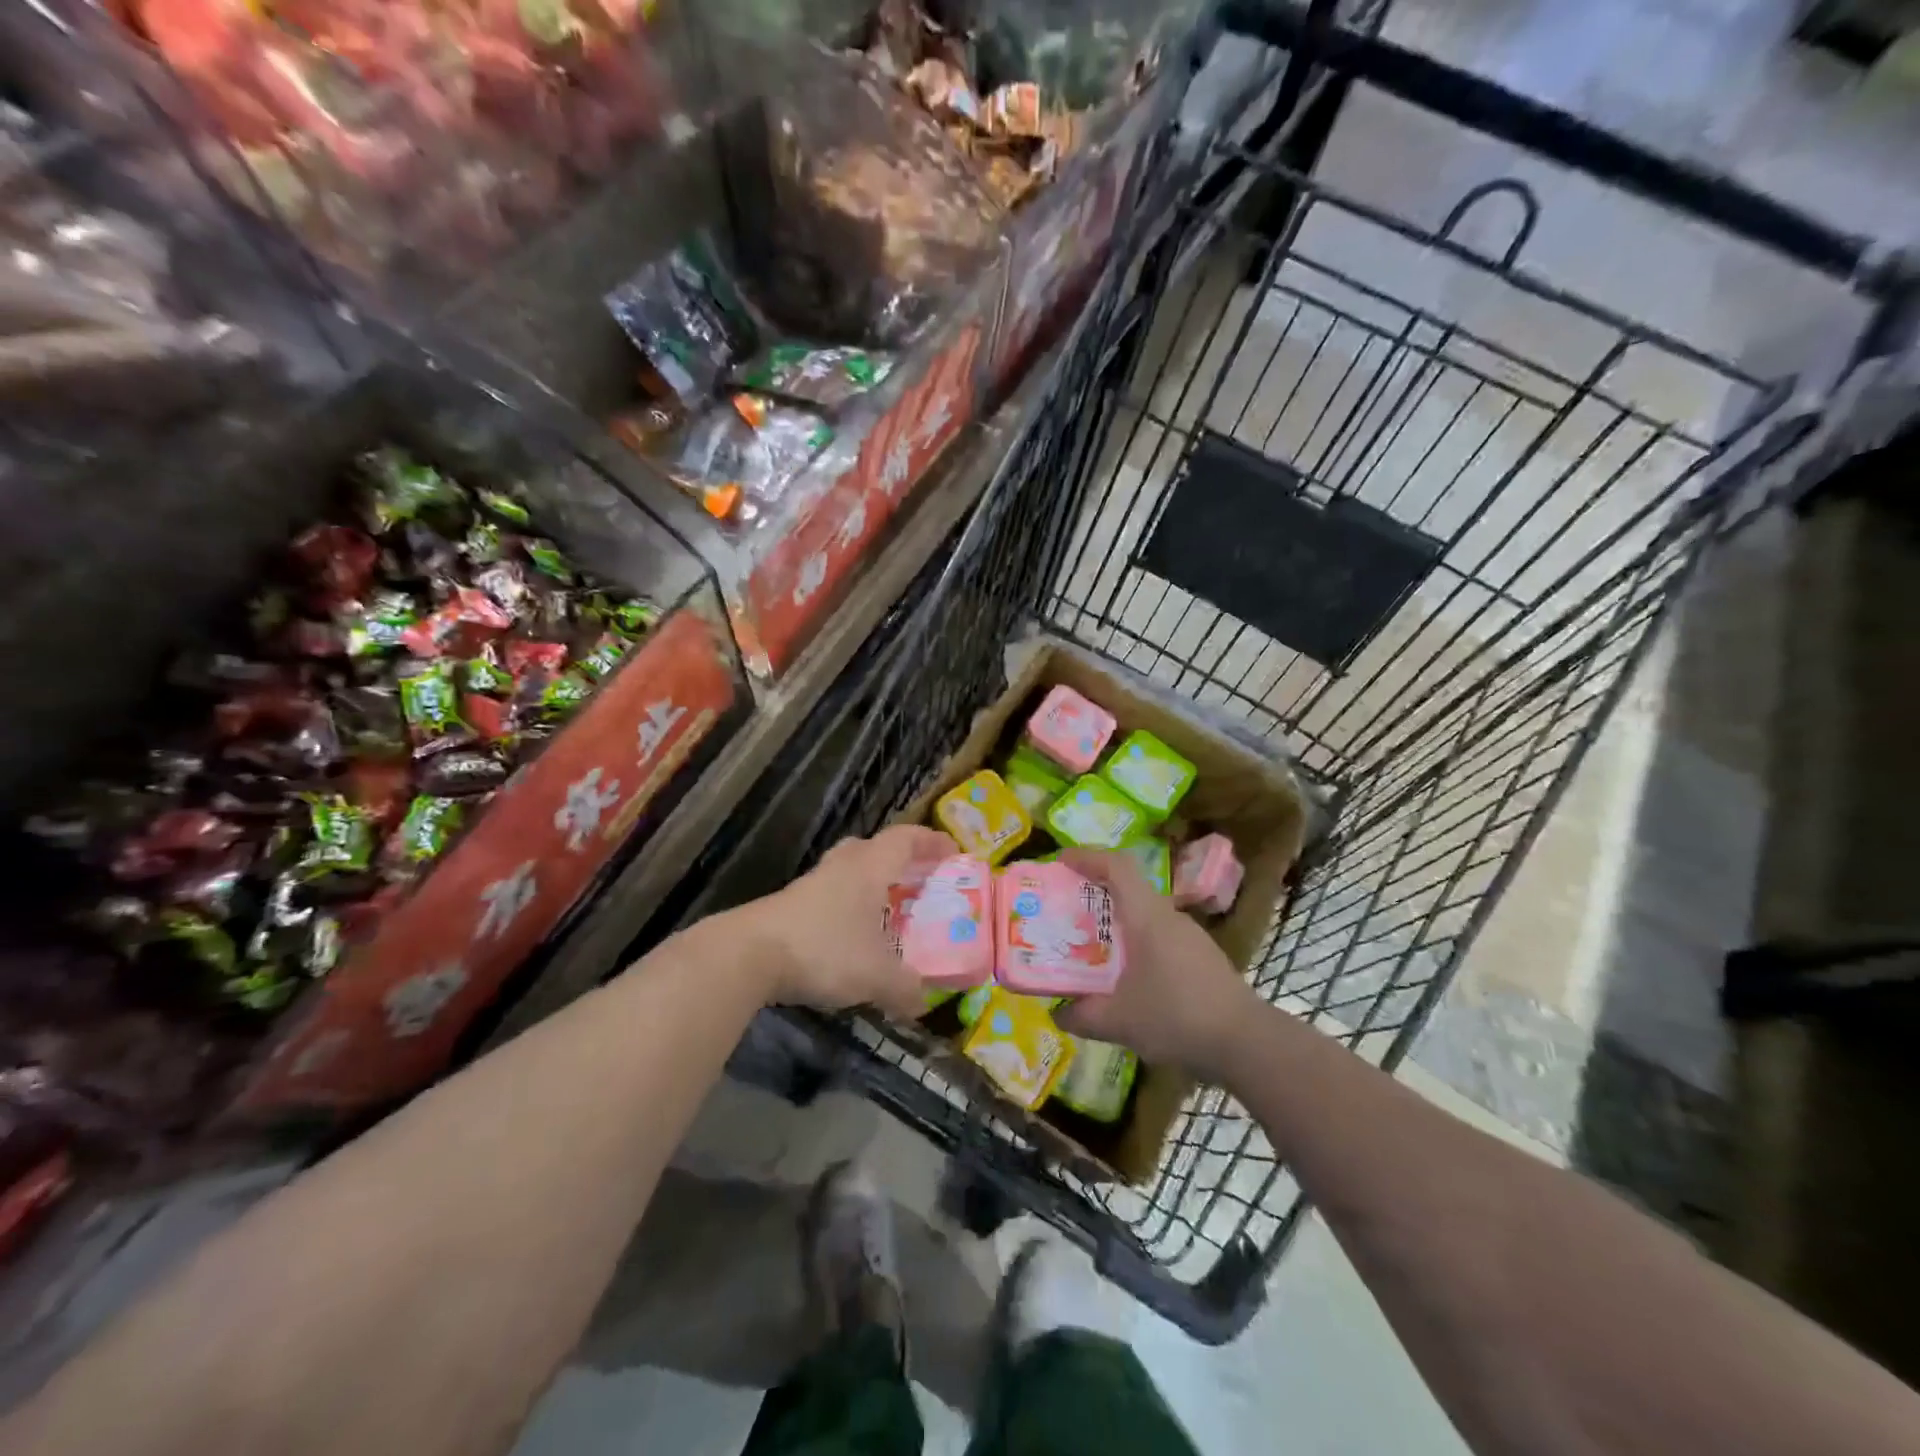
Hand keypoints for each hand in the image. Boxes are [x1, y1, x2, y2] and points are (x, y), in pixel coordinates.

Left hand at [742, 825, 955, 1019]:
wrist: (748, 954)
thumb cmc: (824, 949)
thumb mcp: (876, 976)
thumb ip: (906, 988)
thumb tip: (923, 1002)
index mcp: (869, 868)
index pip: (906, 839)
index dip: (932, 842)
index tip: (953, 853)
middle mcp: (842, 867)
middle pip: (874, 848)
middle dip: (899, 861)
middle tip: (918, 880)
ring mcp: (811, 884)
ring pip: (849, 872)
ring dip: (870, 885)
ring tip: (887, 912)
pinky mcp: (789, 906)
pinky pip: (830, 896)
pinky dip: (848, 908)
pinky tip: (851, 938)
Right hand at [1053, 848, 1262, 1082]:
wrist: (1246, 1042)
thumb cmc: (1176, 1016)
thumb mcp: (1118, 1020)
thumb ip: (1082, 1015)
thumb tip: (1058, 1014)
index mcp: (1147, 916)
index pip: (1117, 866)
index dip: (1087, 857)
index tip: (1060, 861)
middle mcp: (1169, 917)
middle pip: (1128, 890)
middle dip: (1095, 894)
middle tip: (1066, 912)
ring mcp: (1190, 937)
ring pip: (1145, 916)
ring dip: (1116, 924)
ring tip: (1091, 948)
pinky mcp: (1202, 959)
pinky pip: (1159, 938)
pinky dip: (1136, 945)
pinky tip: (1128, 979)